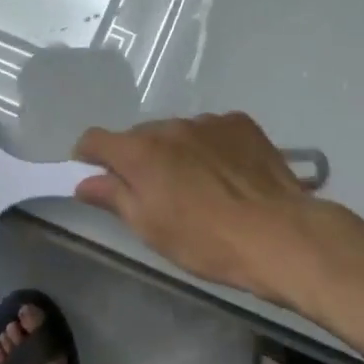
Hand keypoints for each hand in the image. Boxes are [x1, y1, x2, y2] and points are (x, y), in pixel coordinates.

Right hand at [73, 113, 314, 304]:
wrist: (278, 233)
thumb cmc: (206, 241)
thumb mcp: (151, 229)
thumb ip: (114, 197)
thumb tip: (85, 182)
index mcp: (141, 152)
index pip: (96, 139)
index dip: (89, 155)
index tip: (93, 174)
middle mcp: (170, 127)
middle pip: (140, 136)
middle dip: (138, 158)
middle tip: (154, 191)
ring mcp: (208, 122)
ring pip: (178, 133)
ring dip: (177, 152)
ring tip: (199, 185)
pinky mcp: (241, 124)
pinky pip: (212, 131)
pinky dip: (210, 147)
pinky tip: (228, 175)